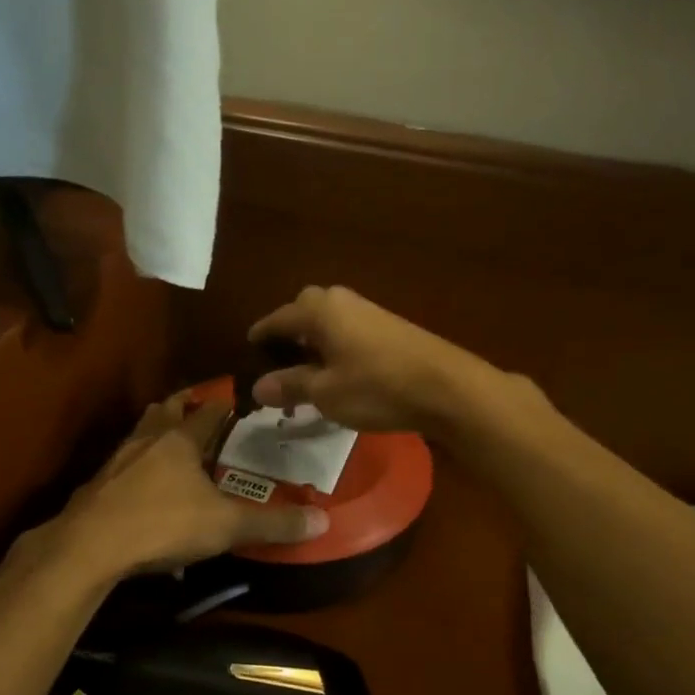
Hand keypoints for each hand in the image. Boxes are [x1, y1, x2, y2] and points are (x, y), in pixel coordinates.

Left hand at [52, 392, 327, 579]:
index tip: (236, 400)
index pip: (207, 411)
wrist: (90, 546)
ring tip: (166, 441)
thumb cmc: (163, 524)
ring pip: (138, 434)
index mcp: (180, 440)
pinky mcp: (96, 486)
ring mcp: (116, 462)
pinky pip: (120, 466)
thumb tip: (323, 522)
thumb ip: (273, 524)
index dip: (223, 404)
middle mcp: (147, 441)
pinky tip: (138, 487)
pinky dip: (133, 467)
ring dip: (153, 433)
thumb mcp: (226, 526)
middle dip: (181, 407)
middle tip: (196, 408)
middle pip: (164, 411)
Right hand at [247, 286, 488, 433]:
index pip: (278, 318)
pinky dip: (336, 347)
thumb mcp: (325, 392)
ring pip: (330, 321)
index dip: (260, 335)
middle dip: (290, 331)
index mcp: (320, 311)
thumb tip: (258, 386)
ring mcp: (370, 312)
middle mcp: (343, 302)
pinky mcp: (390, 328)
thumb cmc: (376, 387)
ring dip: (314, 341)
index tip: (248, 349)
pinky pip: (349, 331)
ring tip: (308, 373)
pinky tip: (340, 373)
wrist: (446, 387)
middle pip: (305, 309)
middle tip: (281, 360)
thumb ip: (290, 385)